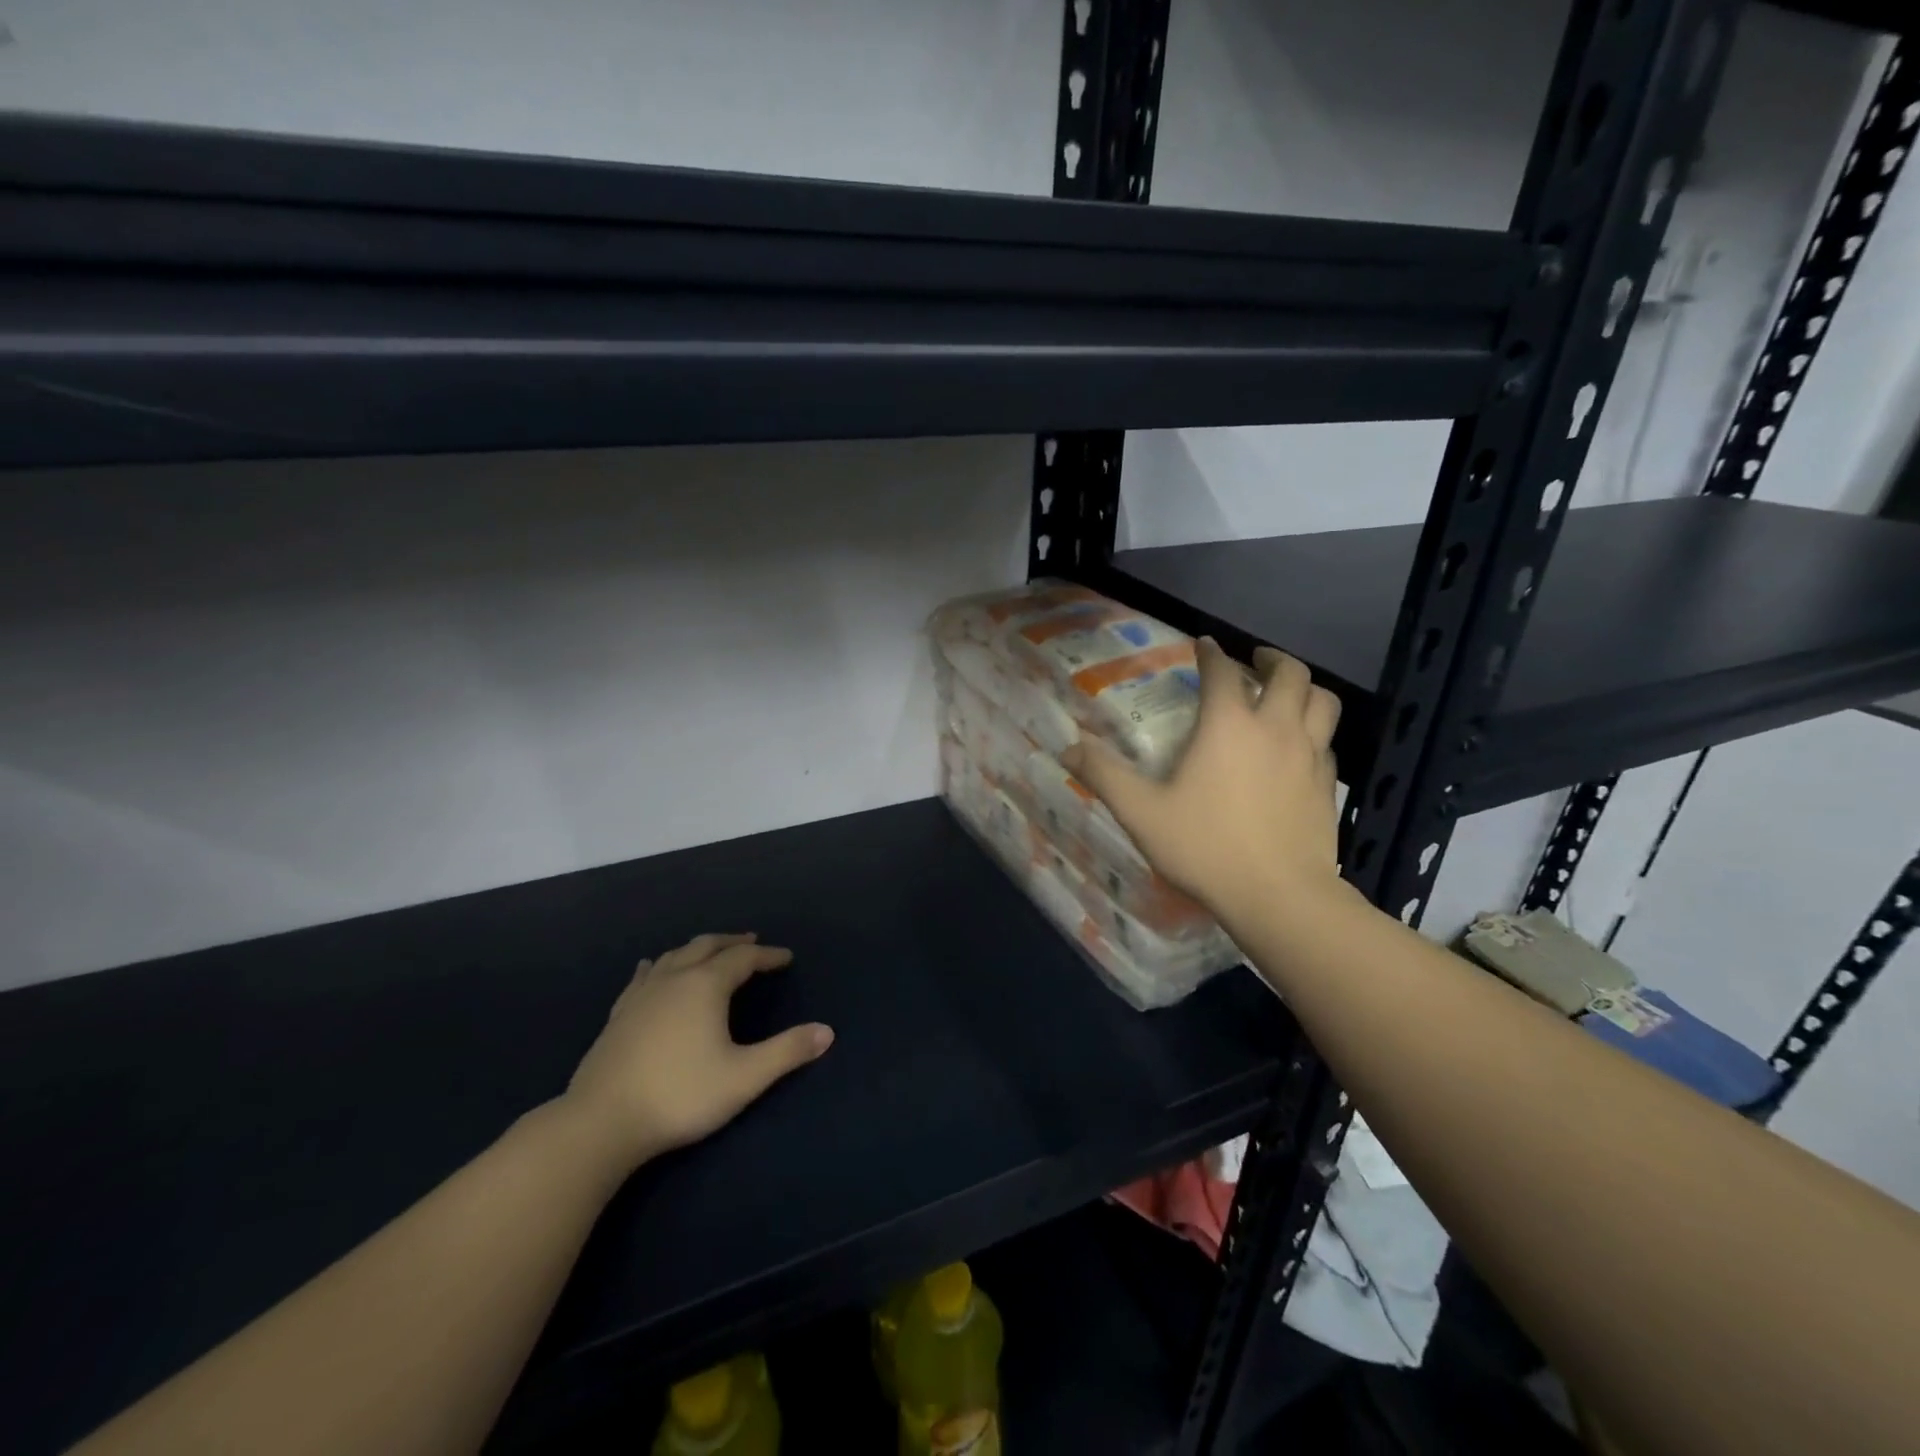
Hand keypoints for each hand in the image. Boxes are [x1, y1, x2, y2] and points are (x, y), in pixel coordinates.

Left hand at [562, 933, 833, 1170]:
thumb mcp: (744, 1077)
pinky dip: (659, 965)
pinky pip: (643, 976)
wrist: (600, 1123)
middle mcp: (674, 979)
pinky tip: (652, 968)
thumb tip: (827, 1032)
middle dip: (733, 942)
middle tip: (752, 942)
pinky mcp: (618, 1015)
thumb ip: (787, 1052)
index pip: (743, 958)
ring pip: (674, 955)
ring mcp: (641, 995)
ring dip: (699, 948)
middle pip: (707, 946)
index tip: (786, 958)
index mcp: (705, 986)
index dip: (767, 955)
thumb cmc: (680, 1095)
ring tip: (711, 951)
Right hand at [1061, 639, 1343, 930]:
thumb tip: (1066, 748)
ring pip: (1322, 701)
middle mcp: (1275, 728)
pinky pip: (1327, 740)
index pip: (1222, 671)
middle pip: (1290, 674)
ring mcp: (1309, 755)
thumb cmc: (1206, 847)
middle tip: (1254, 661)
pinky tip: (1299, 745)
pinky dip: (1314, 729)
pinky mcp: (1327, 784)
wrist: (1279, 896)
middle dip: (1270, 659)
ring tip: (1286, 692)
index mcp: (1228, 725)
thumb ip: (1104, 776)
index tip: (1203, 645)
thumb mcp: (1141, 812)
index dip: (1211, 653)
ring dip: (1304, 687)